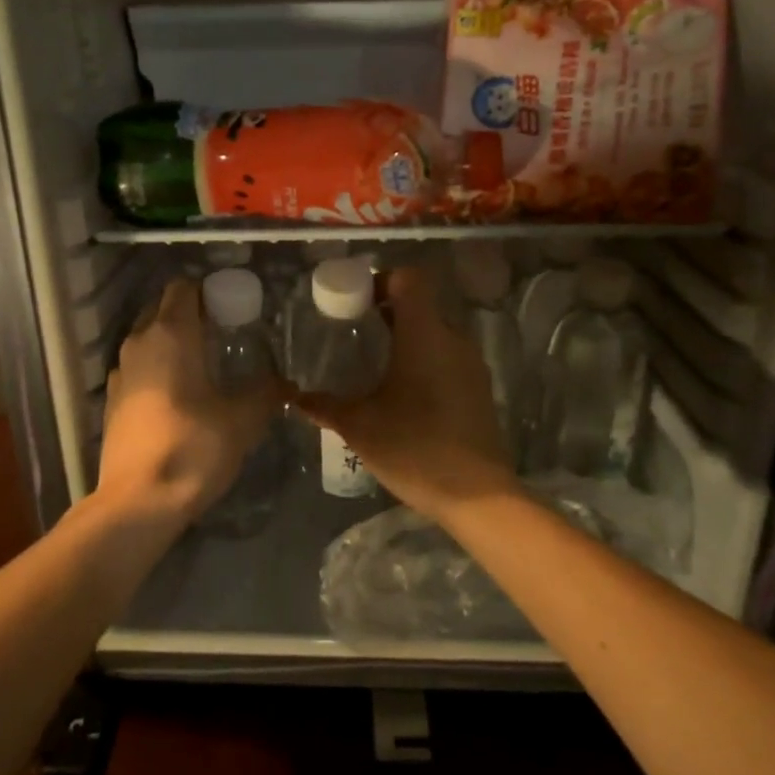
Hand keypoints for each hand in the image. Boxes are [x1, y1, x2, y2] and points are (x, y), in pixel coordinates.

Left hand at [96, 278, 277, 526]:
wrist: (138, 502)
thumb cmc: (193, 448)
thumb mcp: (242, 421)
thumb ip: (266, 393)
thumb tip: (286, 383)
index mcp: (171, 334)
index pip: (184, 288)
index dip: (208, 291)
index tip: (232, 308)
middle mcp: (139, 343)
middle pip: (163, 309)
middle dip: (191, 314)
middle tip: (224, 335)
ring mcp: (119, 372)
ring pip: (147, 339)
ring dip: (172, 343)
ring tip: (204, 366)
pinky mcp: (111, 401)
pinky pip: (138, 368)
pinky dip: (157, 370)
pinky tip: (179, 396)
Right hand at [294, 266, 520, 523]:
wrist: (476, 495)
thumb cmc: (414, 448)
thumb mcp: (359, 427)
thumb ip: (325, 406)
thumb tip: (295, 397)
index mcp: (424, 335)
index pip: (410, 279)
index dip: (382, 280)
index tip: (356, 301)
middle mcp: (453, 340)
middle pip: (421, 305)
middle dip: (388, 311)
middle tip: (355, 332)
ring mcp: (471, 365)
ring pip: (436, 333)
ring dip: (407, 338)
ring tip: (375, 363)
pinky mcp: (479, 389)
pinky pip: (448, 358)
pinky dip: (424, 361)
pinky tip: (404, 393)